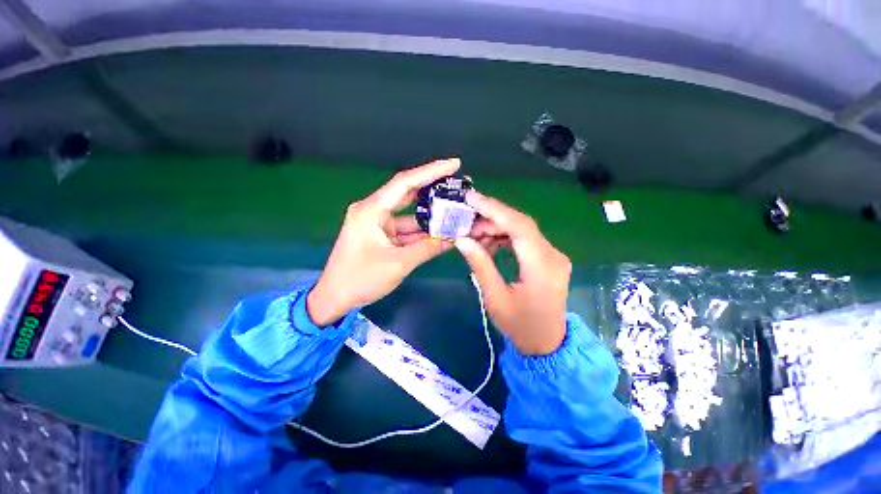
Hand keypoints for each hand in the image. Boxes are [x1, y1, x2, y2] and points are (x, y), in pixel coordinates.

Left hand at [308, 159, 459, 325]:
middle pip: (408, 193)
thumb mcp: (398, 264)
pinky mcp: (382, 235)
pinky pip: (406, 228)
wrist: (335, 298)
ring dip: (430, 213)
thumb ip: (428, 248)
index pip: (405, 183)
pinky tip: (442, 230)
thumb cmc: (360, 280)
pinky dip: (422, 230)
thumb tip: (454, 238)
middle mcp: (374, 210)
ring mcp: (378, 223)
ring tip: (455, 207)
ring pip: (409, 213)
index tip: (454, 164)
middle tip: (457, 183)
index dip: (431, 171)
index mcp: (371, 210)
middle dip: (433, 188)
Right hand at [455, 191, 571, 354]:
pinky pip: (525, 240)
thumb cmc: (520, 327)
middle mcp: (553, 255)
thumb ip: (481, 265)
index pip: (519, 226)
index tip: (471, 198)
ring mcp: (553, 256)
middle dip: (491, 218)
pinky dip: (505, 237)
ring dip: (496, 228)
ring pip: (522, 230)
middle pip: (520, 224)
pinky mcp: (548, 258)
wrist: (547, 344)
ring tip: (474, 236)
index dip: (494, 209)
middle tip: (466, 223)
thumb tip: (462, 239)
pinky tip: (489, 244)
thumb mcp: (495, 298)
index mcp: (542, 267)